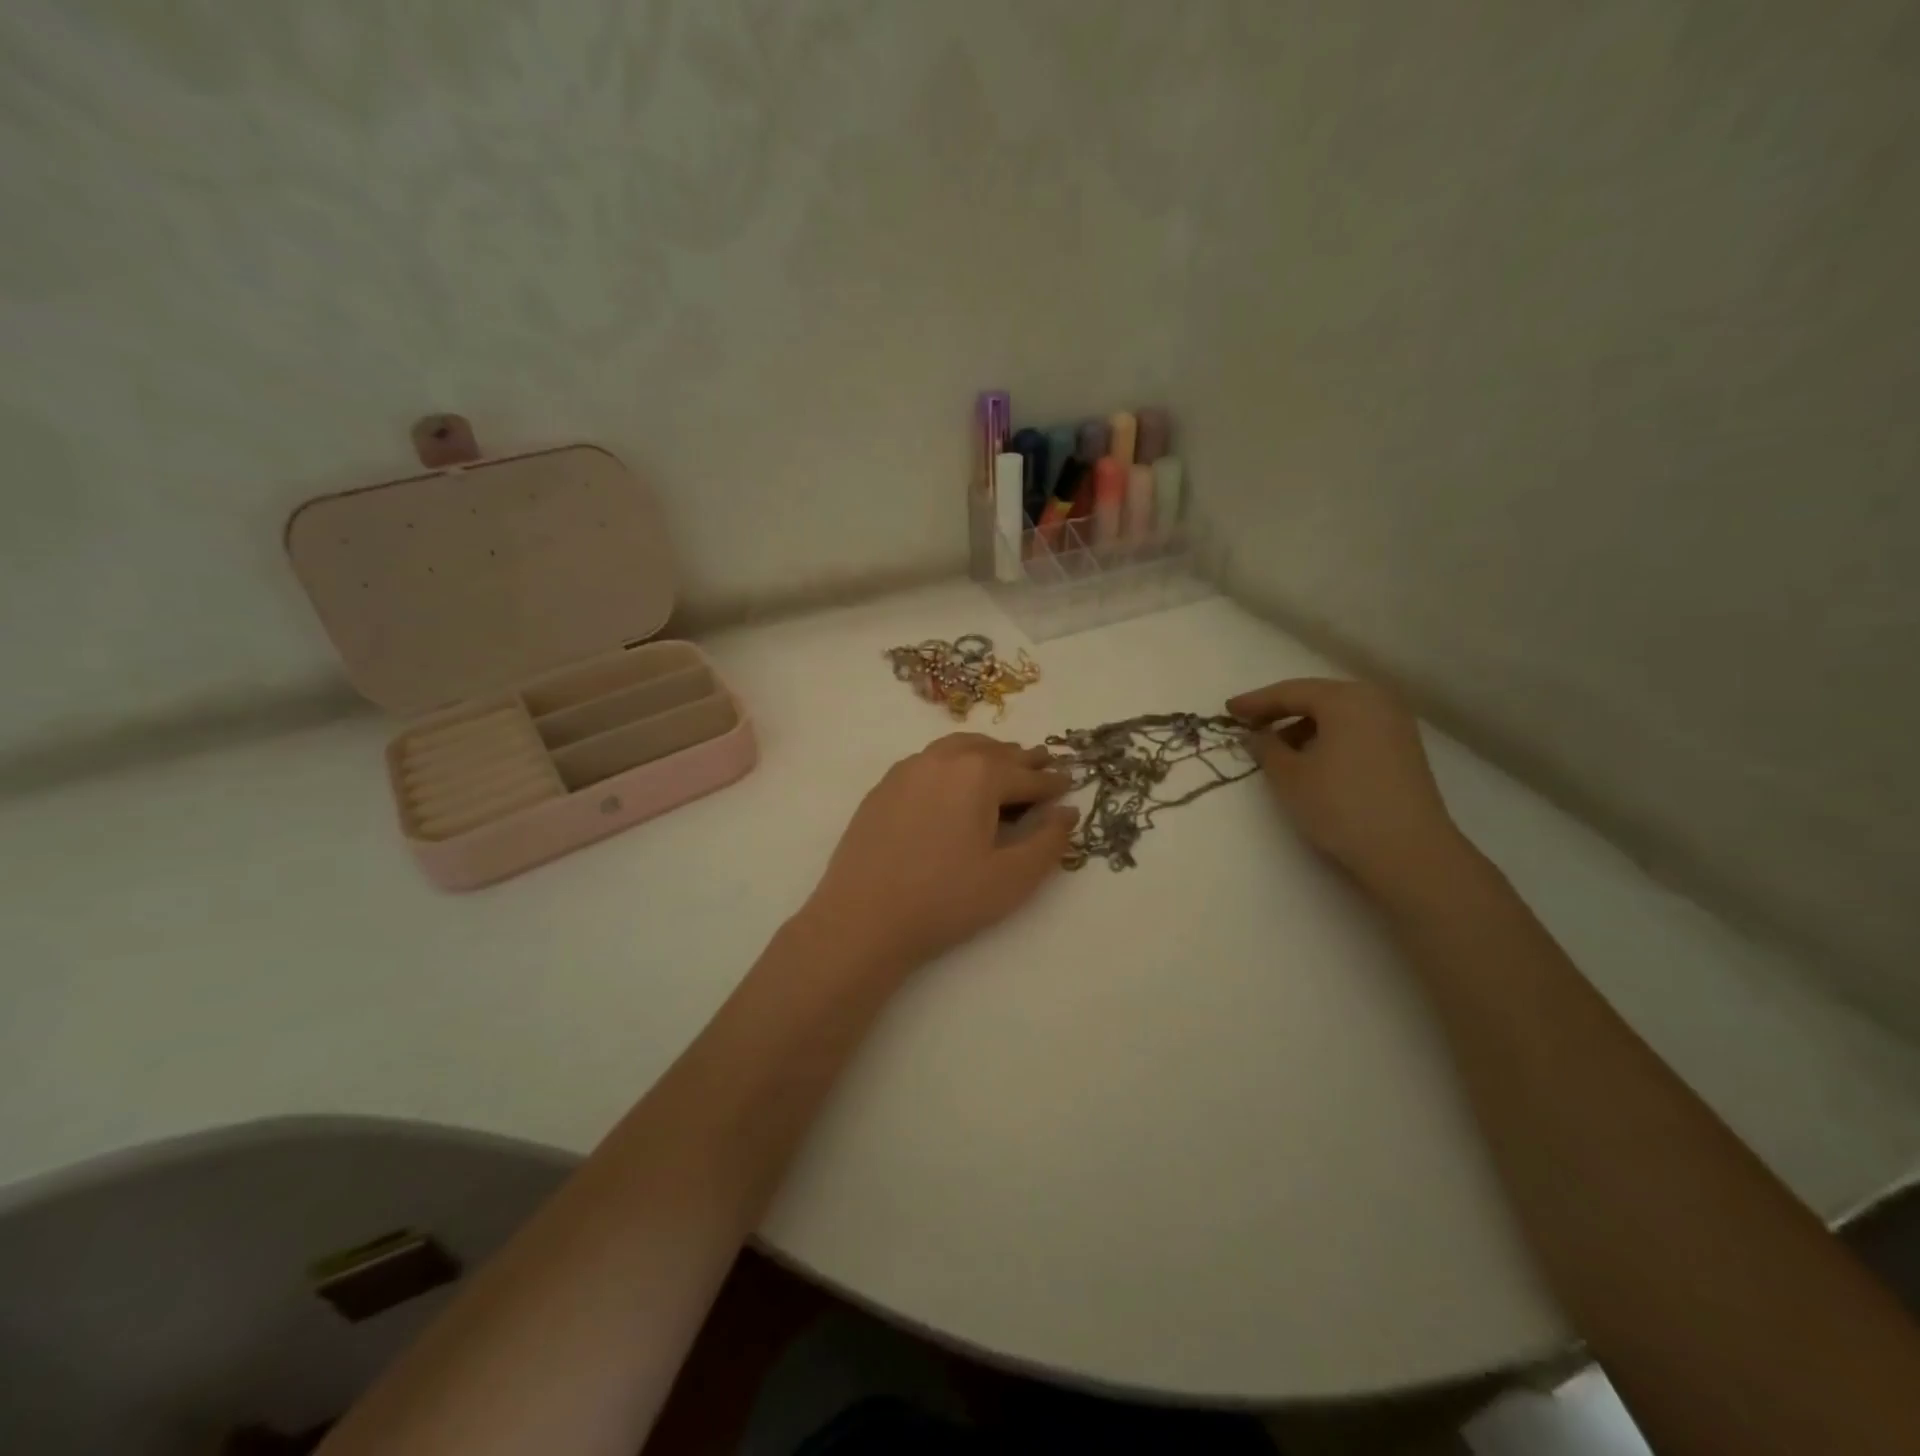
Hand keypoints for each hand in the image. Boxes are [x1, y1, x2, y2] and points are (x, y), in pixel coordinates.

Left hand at [801, 734, 1079, 973]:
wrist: (864, 918)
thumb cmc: (946, 900)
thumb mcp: (1012, 878)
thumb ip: (1049, 841)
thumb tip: (1067, 811)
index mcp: (979, 774)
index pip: (1027, 775)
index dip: (1052, 781)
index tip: (1070, 782)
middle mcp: (943, 759)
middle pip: (993, 752)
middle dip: (1022, 760)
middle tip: (1043, 766)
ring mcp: (908, 769)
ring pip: (957, 749)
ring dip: (986, 755)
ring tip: (1002, 768)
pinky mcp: (883, 787)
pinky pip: (928, 762)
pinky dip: (952, 764)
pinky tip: (953, 785)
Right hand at [1228, 678, 1463, 896]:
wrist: (1408, 851)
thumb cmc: (1340, 804)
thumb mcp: (1289, 776)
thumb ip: (1266, 748)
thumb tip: (1257, 735)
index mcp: (1346, 699)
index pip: (1290, 692)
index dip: (1255, 702)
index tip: (1228, 710)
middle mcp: (1375, 701)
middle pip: (1317, 698)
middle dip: (1280, 711)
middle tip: (1249, 723)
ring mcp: (1395, 724)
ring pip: (1337, 715)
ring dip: (1304, 726)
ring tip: (1276, 747)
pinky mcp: (1403, 749)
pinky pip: (1355, 730)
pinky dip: (1327, 737)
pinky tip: (1311, 759)